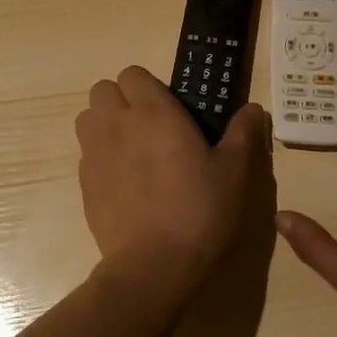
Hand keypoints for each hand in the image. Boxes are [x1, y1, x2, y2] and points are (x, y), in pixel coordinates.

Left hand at [76, 66, 271, 308]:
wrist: (155, 264)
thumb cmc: (200, 209)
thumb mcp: (235, 171)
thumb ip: (243, 133)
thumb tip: (253, 109)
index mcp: (154, 112)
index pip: (132, 73)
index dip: (147, 85)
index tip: (167, 108)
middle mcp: (118, 124)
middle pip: (102, 89)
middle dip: (121, 99)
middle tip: (148, 126)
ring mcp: (95, 153)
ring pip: (87, 118)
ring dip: (104, 123)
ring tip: (130, 149)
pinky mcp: (83, 184)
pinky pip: (85, 154)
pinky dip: (99, 157)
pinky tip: (124, 183)